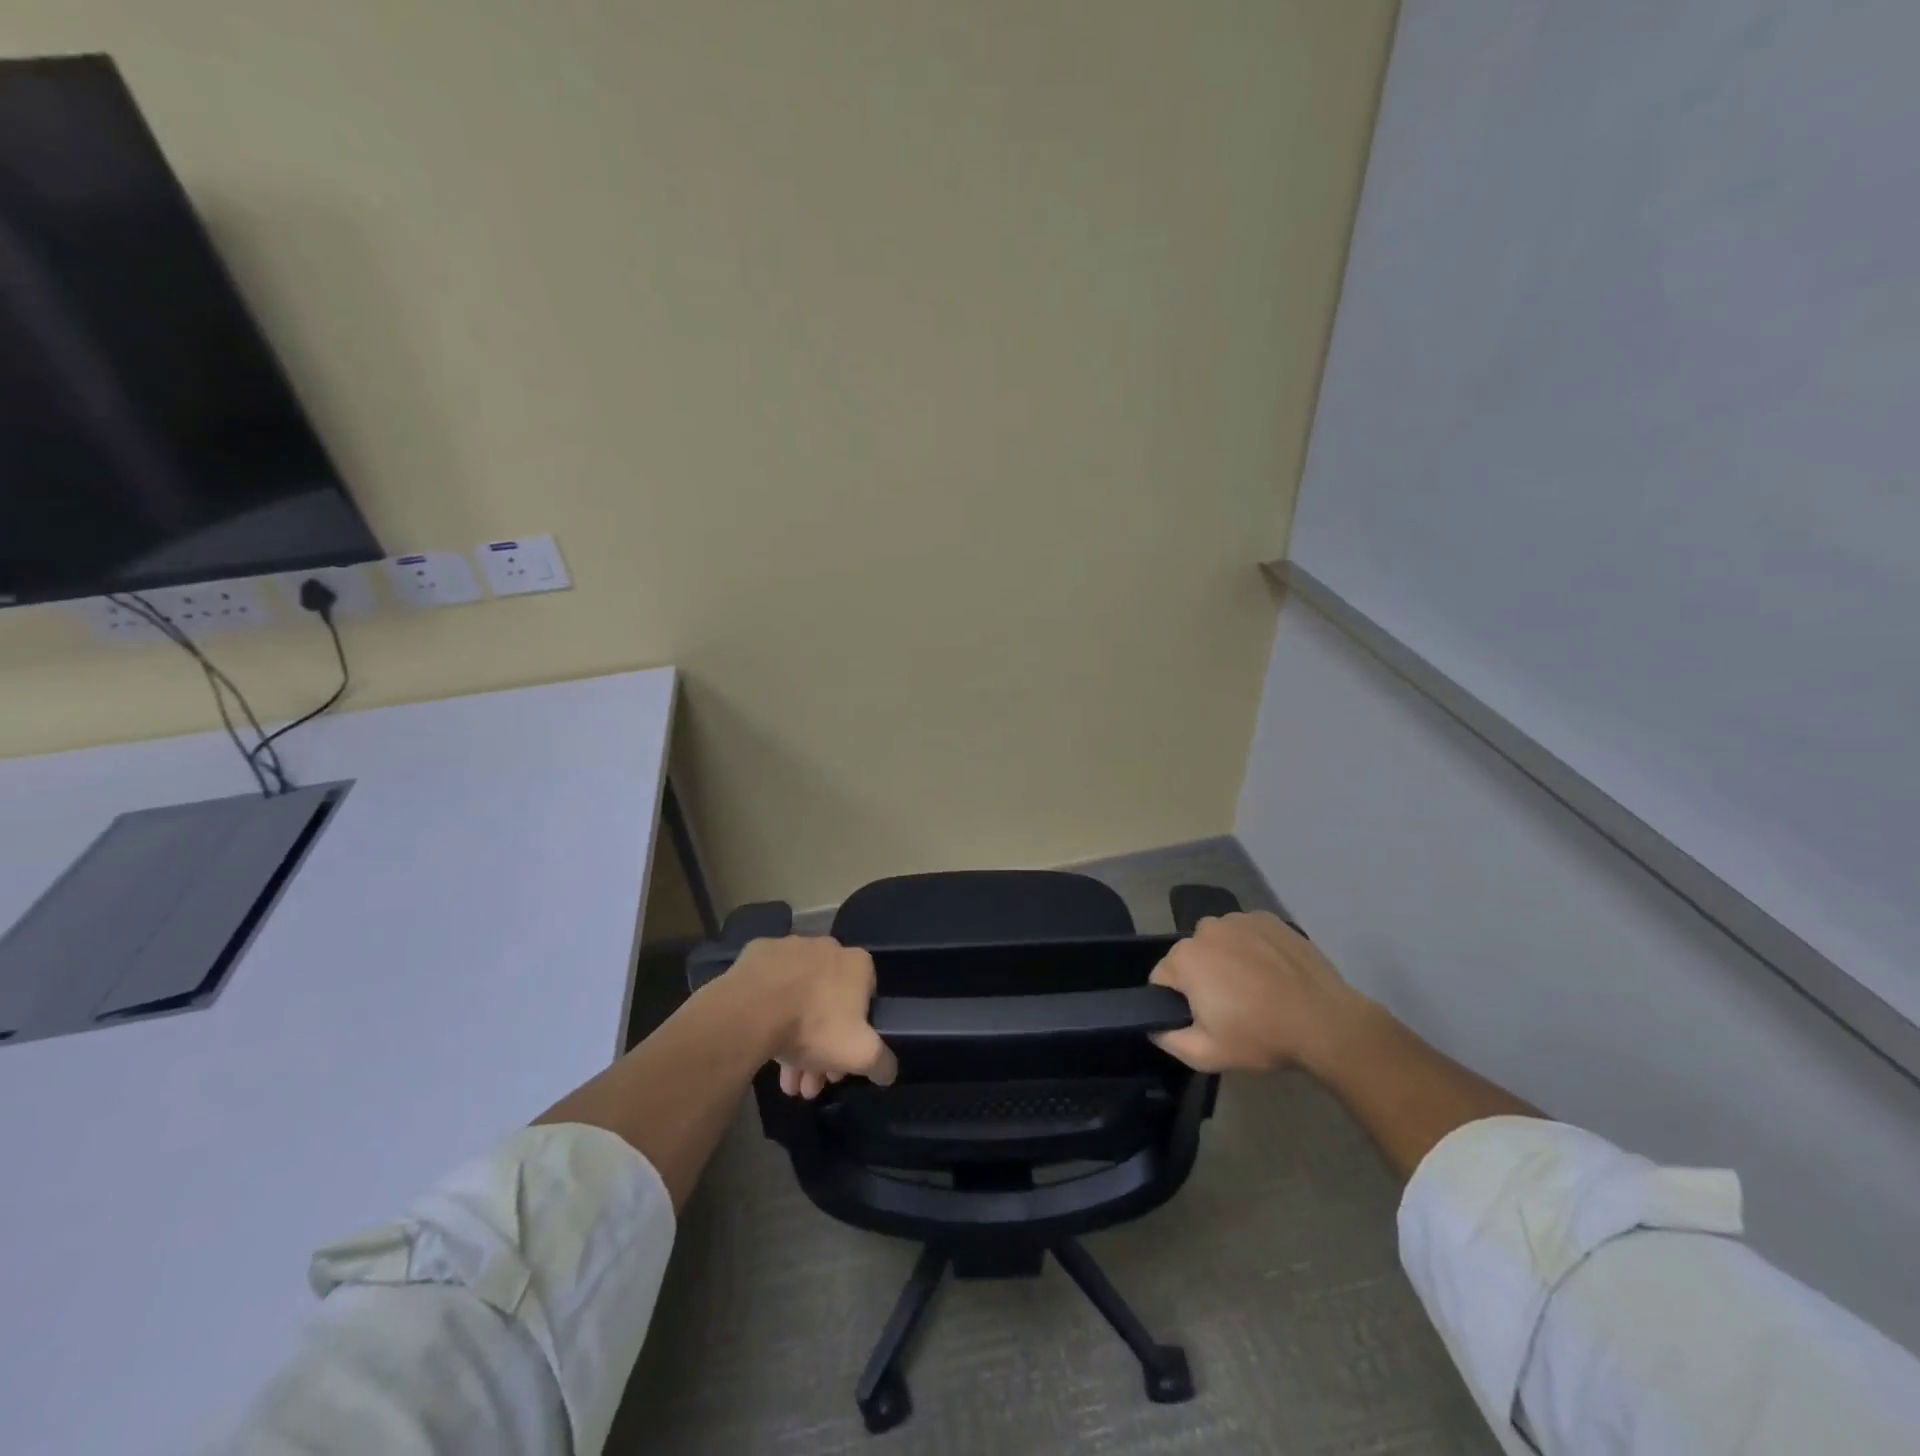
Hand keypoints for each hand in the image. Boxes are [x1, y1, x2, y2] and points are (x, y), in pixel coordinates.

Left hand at [730, 936, 897, 1098]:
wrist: (752, 1010)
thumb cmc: (814, 1027)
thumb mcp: (860, 1054)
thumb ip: (882, 1062)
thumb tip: (888, 1071)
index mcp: (857, 963)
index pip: (866, 1001)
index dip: (855, 1036)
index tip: (840, 1065)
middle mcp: (827, 947)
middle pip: (829, 1004)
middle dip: (821, 1048)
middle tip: (809, 1082)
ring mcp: (790, 947)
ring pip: (798, 998)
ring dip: (794, 1038)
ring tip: (784, 1081)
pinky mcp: (758, 953)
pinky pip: (769, 986)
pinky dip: (769, 1010)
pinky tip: (762, 1041)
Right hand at [1148, 912, 1367, 1073]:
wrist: (1327, 1023)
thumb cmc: (1261, 1037)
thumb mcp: (1206, 1055)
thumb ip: (1168, 1039)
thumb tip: (1155, 1025)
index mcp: (1185, 958)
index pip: (1162, 978)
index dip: (1177, 1002)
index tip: (1203, 1019)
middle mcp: (1206, 929)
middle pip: (1191, 957)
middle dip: (1202, 978)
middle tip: (1231, 1008)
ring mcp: (1239, 919)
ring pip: (1219, 942)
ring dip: (1226, 960)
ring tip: (1256, 989)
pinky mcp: (1269, 919)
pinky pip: (1247, 933)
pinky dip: (1253, 949)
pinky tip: (1273, 973)